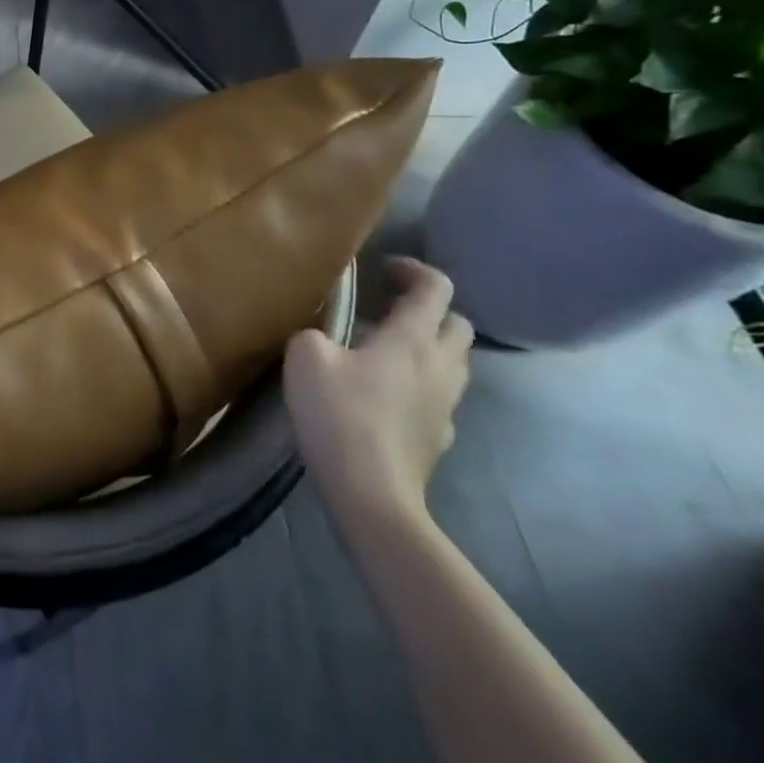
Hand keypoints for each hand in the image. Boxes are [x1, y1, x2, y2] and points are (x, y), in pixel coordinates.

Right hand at [285, 257, 473, 524]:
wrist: (371, 494)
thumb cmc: (339, 415)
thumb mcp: (305, 357)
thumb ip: (314, 333)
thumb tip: (323, 338)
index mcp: (412, 339)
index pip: (436, 288)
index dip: (413, 269)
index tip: (384, 269)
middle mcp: (440, 366)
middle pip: (458, 324)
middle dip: (430, 309)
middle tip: (389, 308)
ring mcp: (446, 406)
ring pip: (455, 362)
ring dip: (430, 346)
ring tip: (387, 349)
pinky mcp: (439, 437)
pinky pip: (440, 397)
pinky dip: (422, 385)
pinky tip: (388, 395)